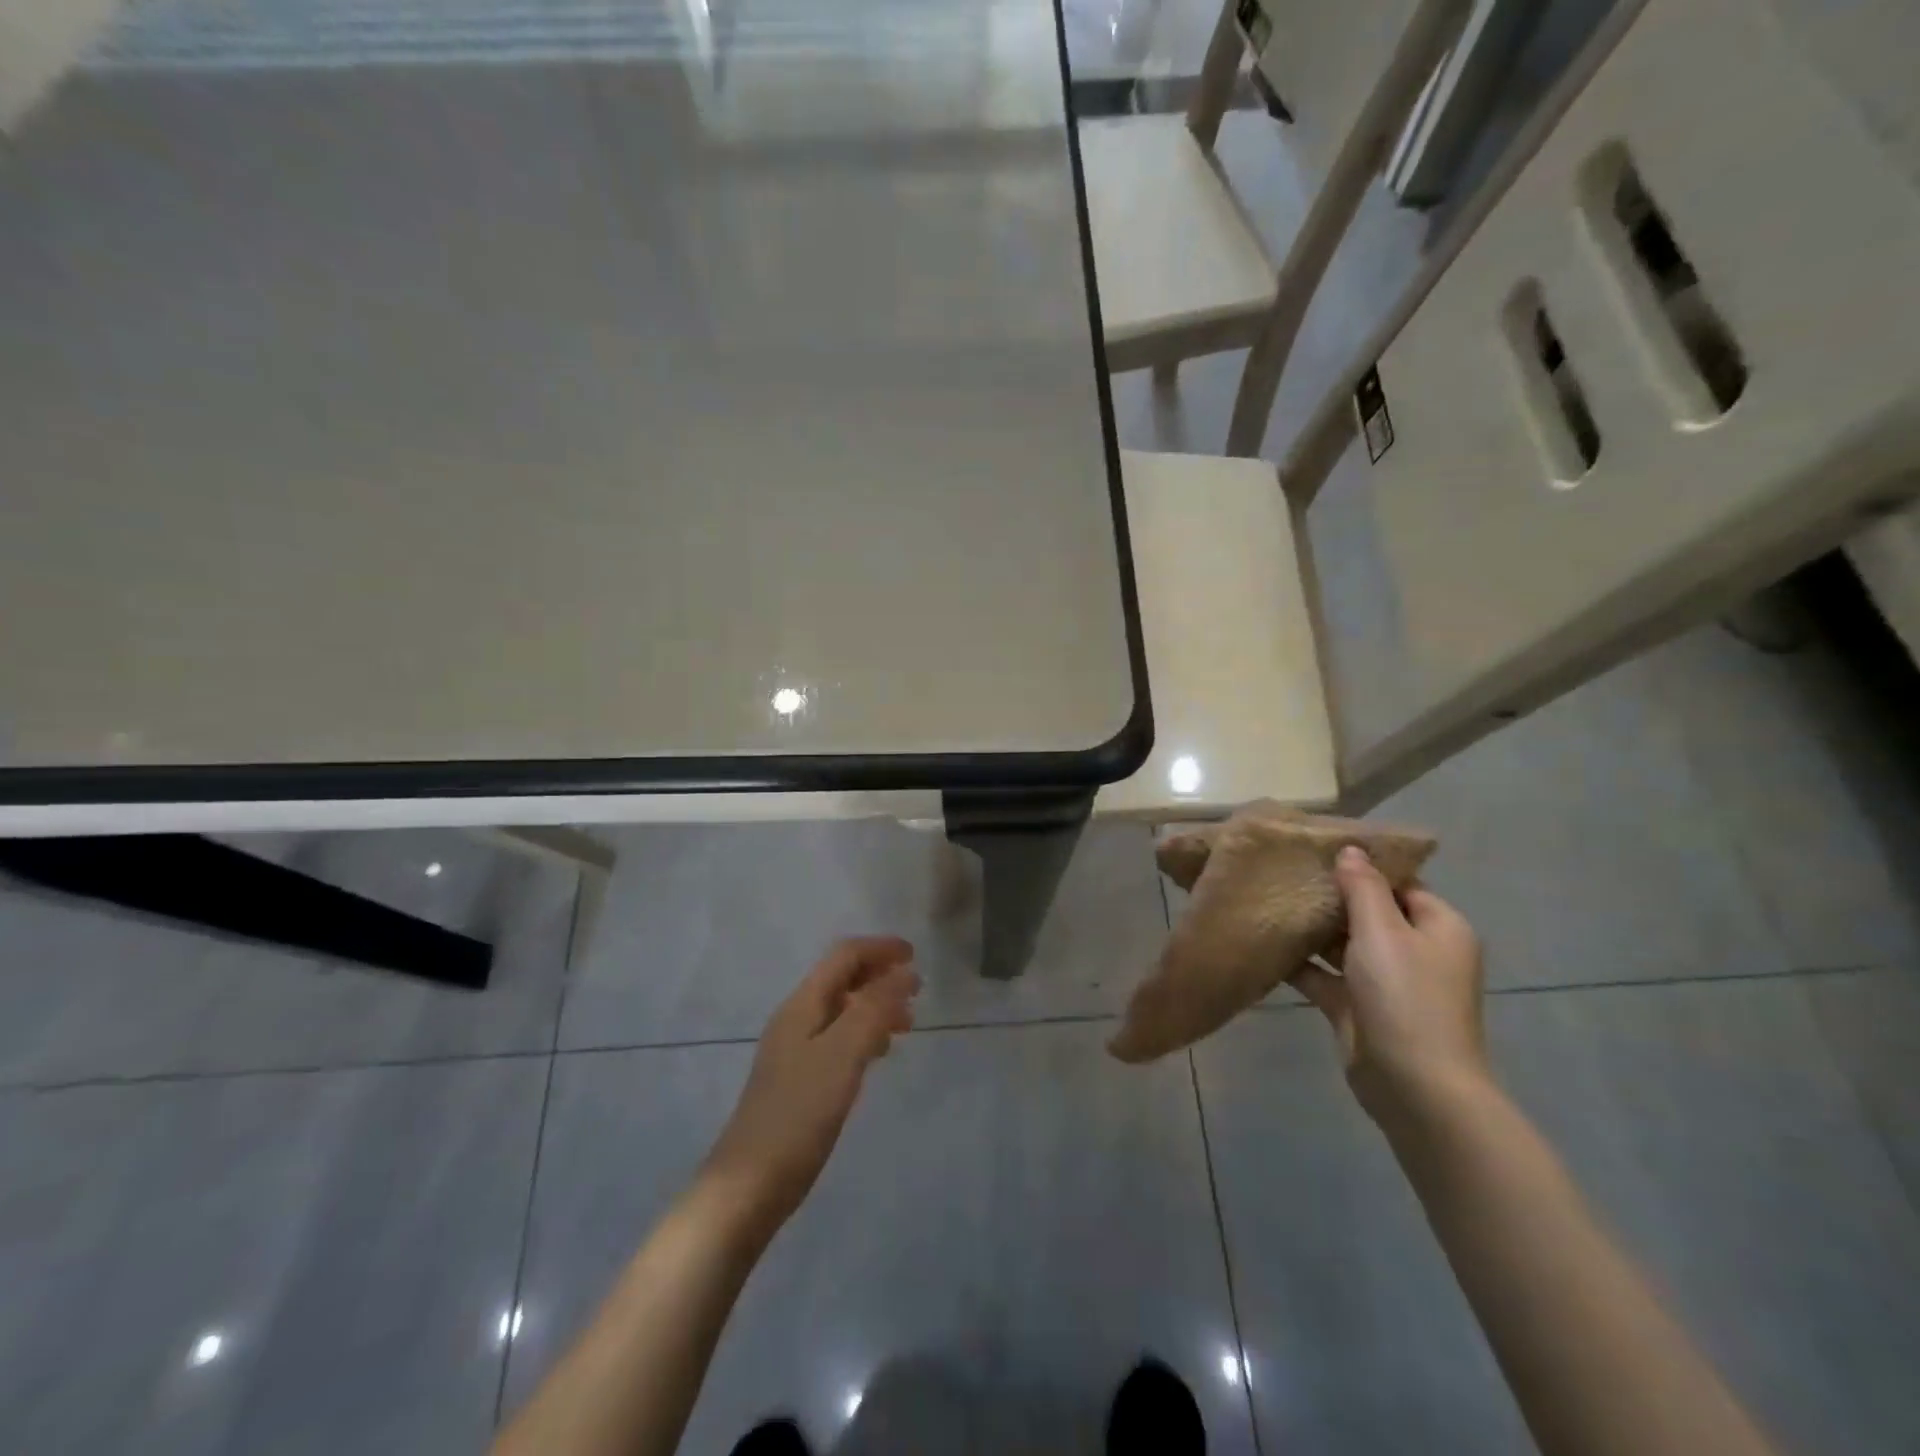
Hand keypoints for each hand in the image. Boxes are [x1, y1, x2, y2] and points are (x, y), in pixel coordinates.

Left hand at [701, 937, 919, 1241]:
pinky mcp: (799, 1080)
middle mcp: (796, 1019)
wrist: (749, 1185)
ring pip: (841, 1009)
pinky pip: (838, 1038)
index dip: (879, 949)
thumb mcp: (842, 1055)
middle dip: (879, 975)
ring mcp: (794, 1050)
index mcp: (802, 1005)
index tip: (915, 956)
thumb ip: (873, 1009)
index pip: (843, 956)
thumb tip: (903, 973)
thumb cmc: (798, 1114)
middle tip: (917, 991)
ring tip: (907, 1024)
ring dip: (875, 1005)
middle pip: (841, 978)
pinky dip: (864, 1033)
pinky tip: (879, 1054)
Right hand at [1291, 847, 1489, 1125]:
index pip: (1400, 883)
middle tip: (1285, 871)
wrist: (1413, 1085)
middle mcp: (1416, 951)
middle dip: (1331, 895)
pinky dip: (1301, 962)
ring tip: (1268, 899)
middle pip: (1369, 912)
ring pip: (1344, 943)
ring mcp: (1386, 982)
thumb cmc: (1406, 996)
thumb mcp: (1383, 931)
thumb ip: (1363, 887)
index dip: (1363, 865)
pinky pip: (1325, 975)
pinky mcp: (1357, 1007)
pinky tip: (1266, 942)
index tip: (1318, 849)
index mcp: (1438, 927)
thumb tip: (1351, 849)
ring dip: (1312, 928)